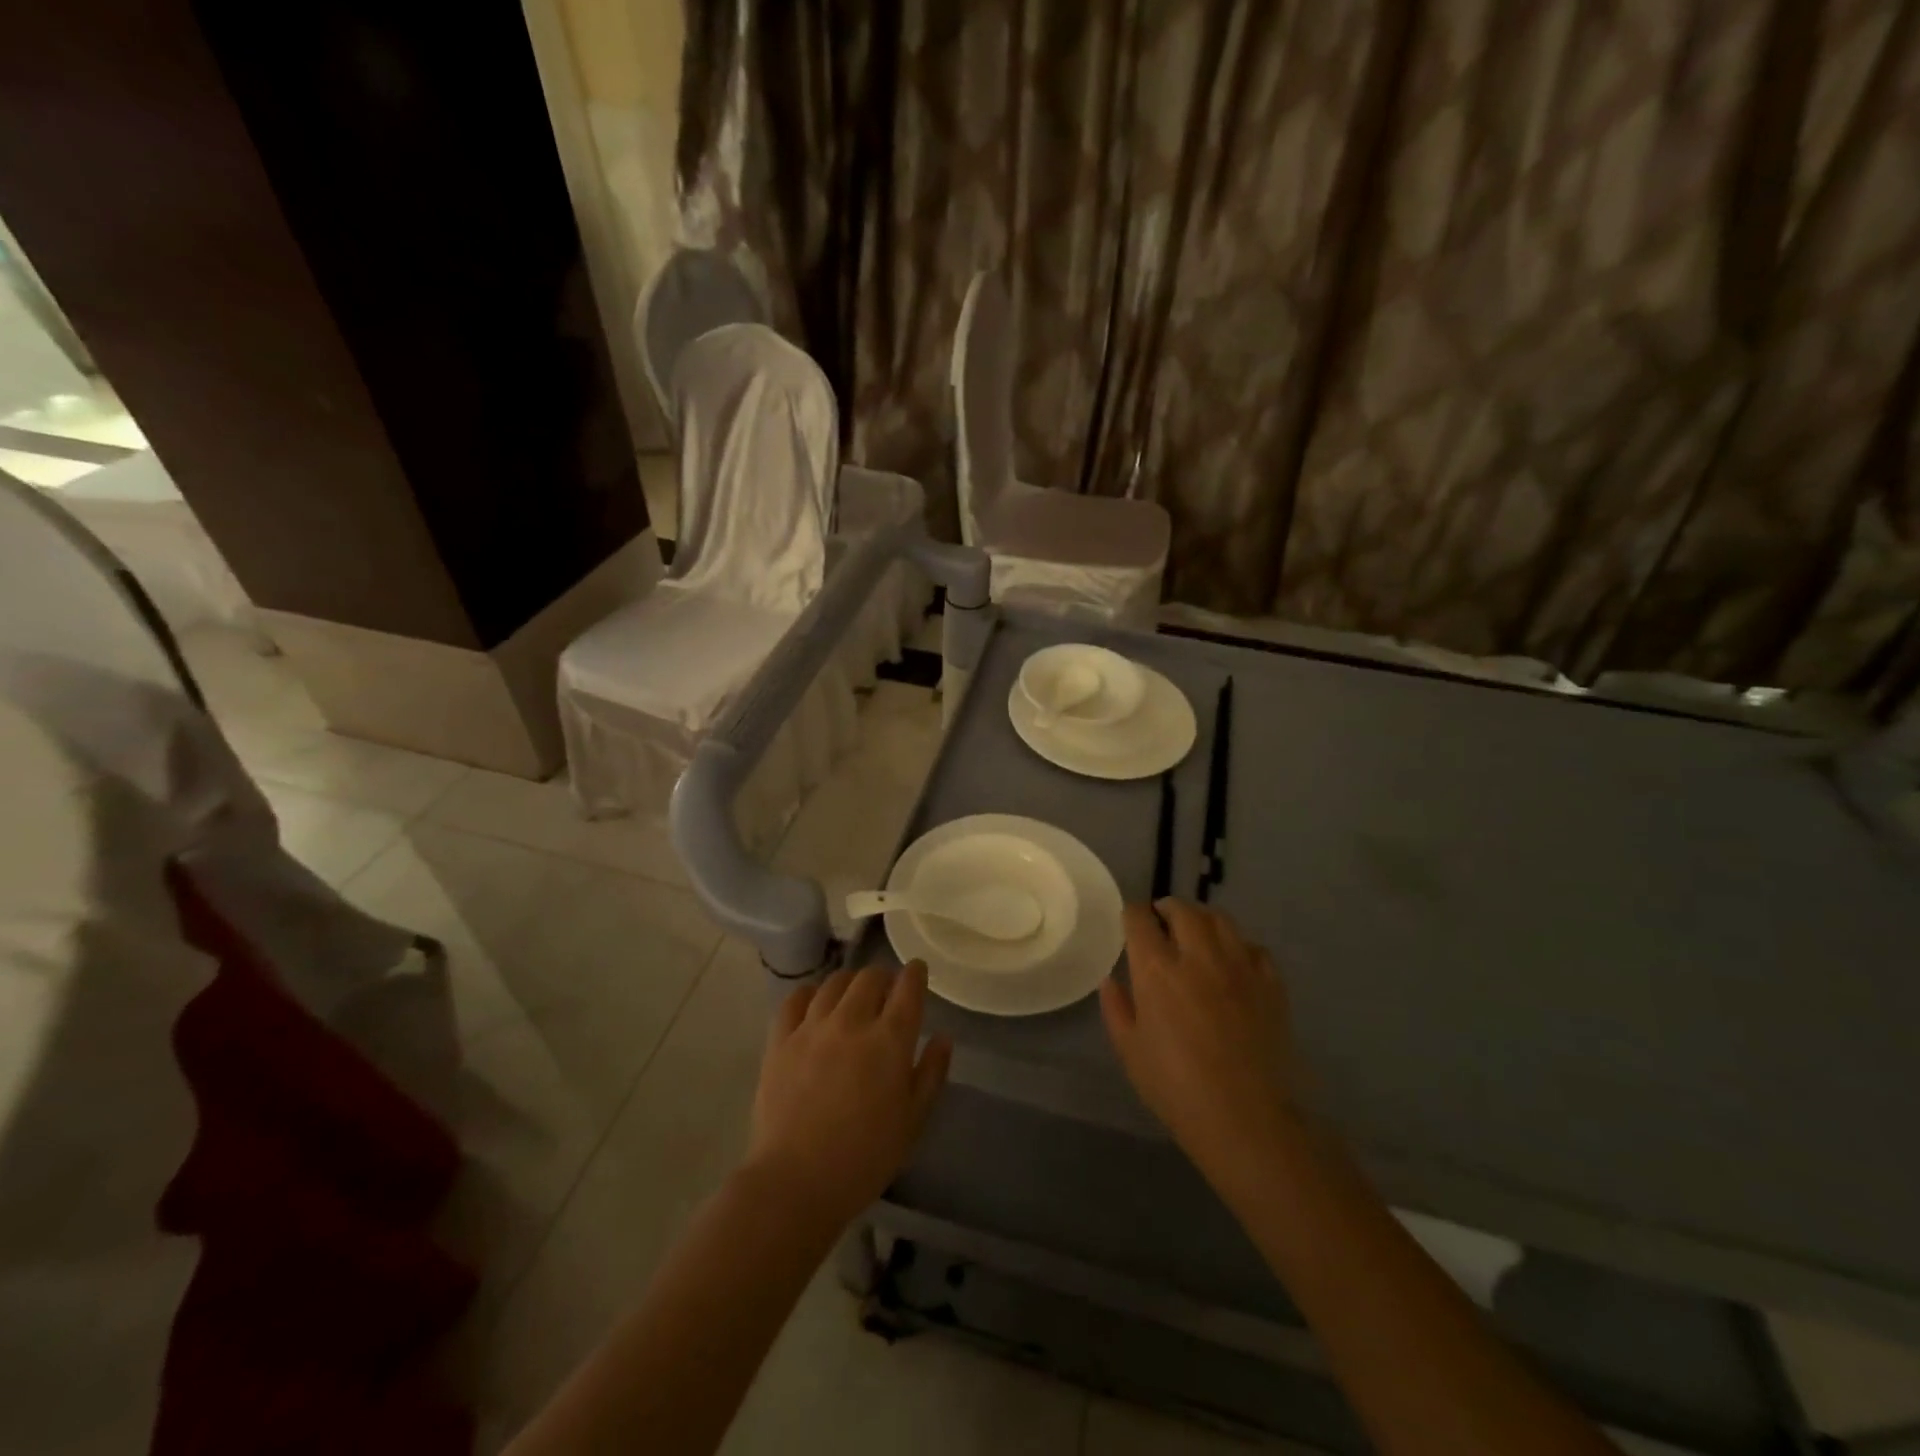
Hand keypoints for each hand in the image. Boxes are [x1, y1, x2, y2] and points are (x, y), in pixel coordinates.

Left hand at [747, 961, 951, 1228]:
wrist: (796, 1181)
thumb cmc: (865, 1158)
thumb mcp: (913, 1121)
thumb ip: (931, 1073)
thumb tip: (942, 1037)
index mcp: (890, 1040)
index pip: (907, 988)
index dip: (915, 974)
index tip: (917, 972)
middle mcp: (852, 1021)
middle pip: (870, 978)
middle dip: (883, 978)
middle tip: (886, 992)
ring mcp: (812, 1028)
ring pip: (834, 983)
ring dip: (850, 983)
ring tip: (852, 995)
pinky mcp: (780, 1041)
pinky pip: (795, 1000)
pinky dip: (809, 994)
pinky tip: (814, 1002)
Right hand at [1101, 900, 1296, 1187]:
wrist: (1247, 1119)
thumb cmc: (1176, 1088)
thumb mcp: (1131, 1051)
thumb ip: (1117, 1008)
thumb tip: (1112, 980)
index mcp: (1157, 969)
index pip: (1140, 919)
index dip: (1132, 915)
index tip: (1131, 923)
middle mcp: (1198, 956)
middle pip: (1183, 910)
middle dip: (1167, 908)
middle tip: (1162, 920)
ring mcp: (1239, 966)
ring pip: (1221, 920)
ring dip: (1203, 918)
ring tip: (1197, 932)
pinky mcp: (1271, 984)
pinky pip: (1254, 947)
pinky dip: (1239, 946)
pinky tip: (1234, 962)